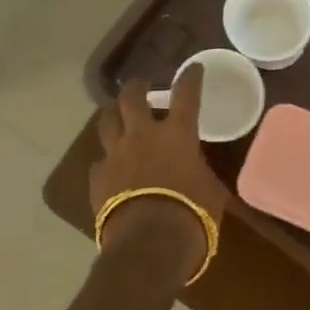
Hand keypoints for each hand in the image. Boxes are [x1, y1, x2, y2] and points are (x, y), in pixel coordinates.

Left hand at [89, 71, 227, 276]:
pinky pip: (100, 161)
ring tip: (117, 116)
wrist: (149, 242)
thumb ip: (200, 173)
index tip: (192, 68)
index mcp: (177, 135)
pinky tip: (111, 168)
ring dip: (114, 116)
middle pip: (132, 98)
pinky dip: (107, 161)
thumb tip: (197, 173)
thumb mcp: (211, 191)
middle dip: (136, 87)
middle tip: (140, 86)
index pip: (186, 95)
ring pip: (107, 123)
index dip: (190, 78)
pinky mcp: (97, 178)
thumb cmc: (192, 215)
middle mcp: (142, 136)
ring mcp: (115, 155)